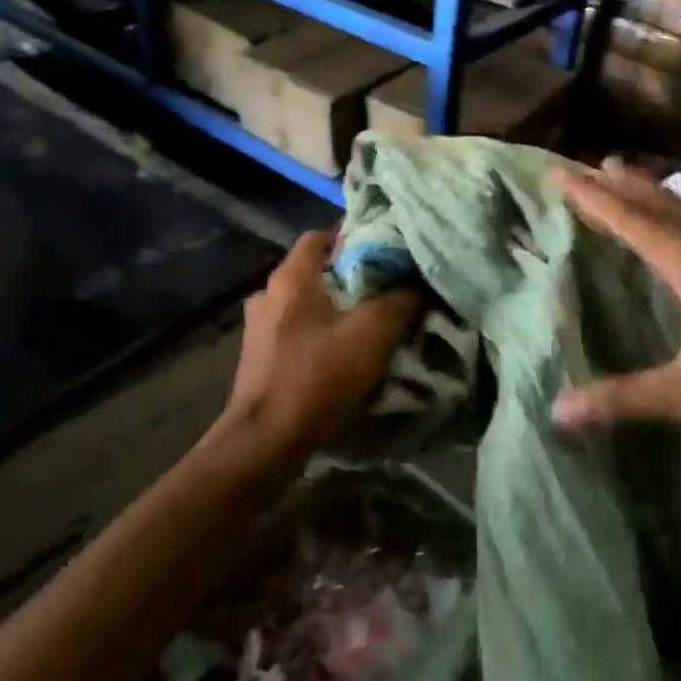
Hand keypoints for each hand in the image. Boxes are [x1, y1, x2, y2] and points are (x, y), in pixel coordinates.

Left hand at [218, 231, 424, 462]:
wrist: (263, 445)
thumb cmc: (316, 378)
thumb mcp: (372, 335)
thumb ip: (401, 301)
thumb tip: (421, 281)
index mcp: (290, 278)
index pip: (322, 235)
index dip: (356, 236)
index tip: (388, 250)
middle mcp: (268, 294)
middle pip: (317, 271)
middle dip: (353, 277)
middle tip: (390, 288)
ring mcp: (259, 329)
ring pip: (308, 303)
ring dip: (338, 309)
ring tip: (372, 323)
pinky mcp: (260, 359)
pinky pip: (299, 332)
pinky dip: (322, 335)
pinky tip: (345, 354)